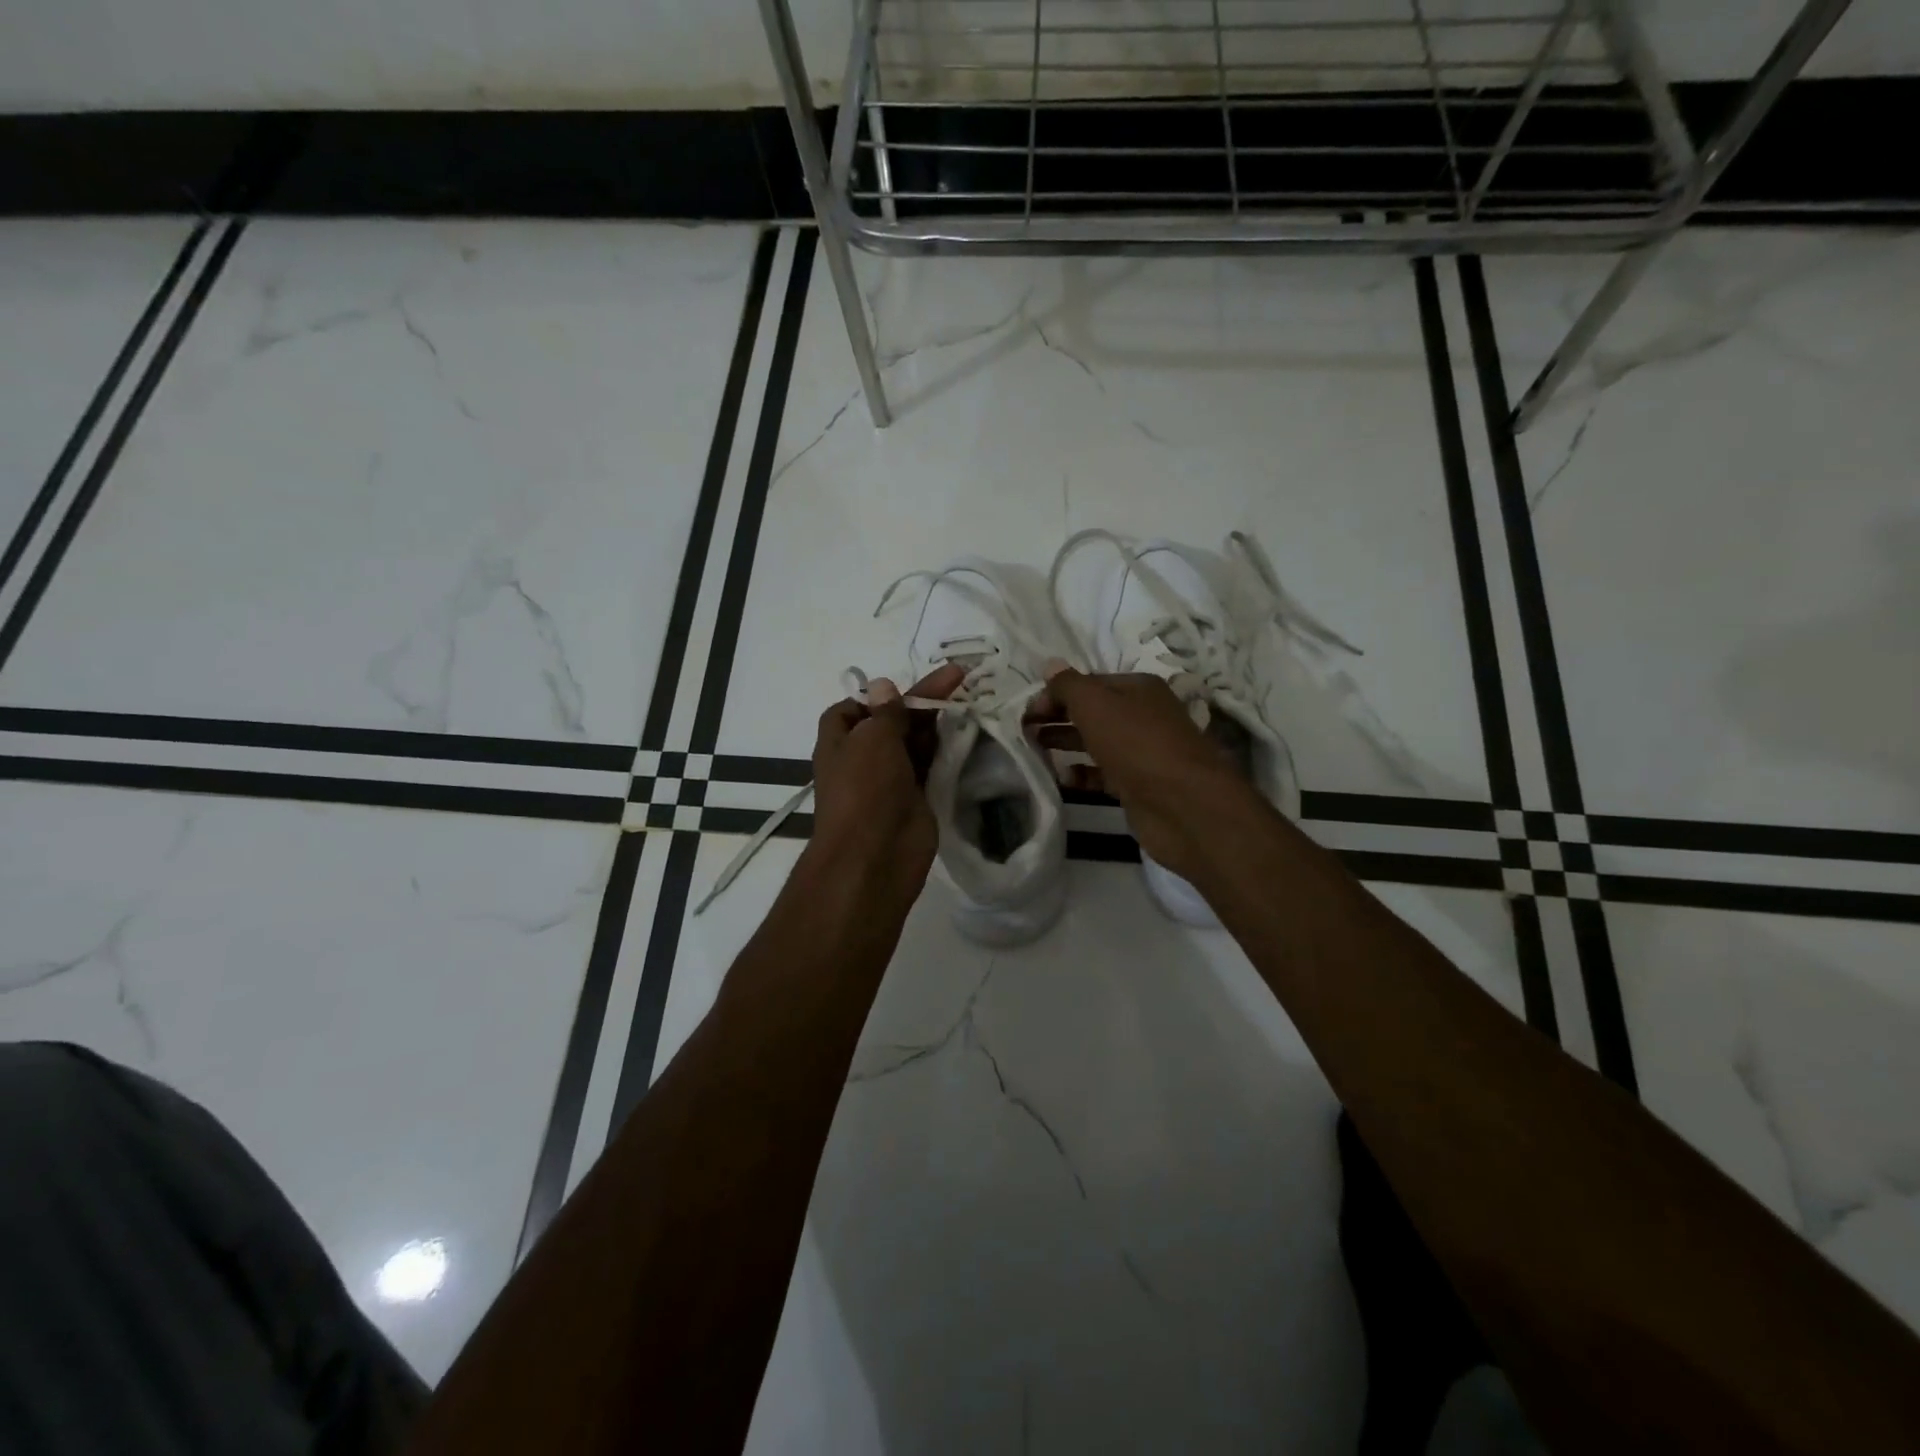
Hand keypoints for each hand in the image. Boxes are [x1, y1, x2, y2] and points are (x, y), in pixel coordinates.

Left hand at [808, 663, 964, 894]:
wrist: (875, 855)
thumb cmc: (865, 788)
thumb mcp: (873, 738)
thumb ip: (886, 712)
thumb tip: (883, 685)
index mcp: (840, 740)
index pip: (854, 708)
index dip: (878, 695)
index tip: (906, 686)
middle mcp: (863, 757)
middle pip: (893, 721)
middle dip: (921, 701)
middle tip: (959, 679)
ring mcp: (890, 779)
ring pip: (915, 743)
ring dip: (938, 725)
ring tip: (971, 700)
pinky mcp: (916, 797)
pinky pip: (931, 766)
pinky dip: (947, 751)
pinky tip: (969, 733)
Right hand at [1034, 666, 1260, 883]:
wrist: (1184, 805)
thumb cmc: (1137, 744)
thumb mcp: (1096, 705)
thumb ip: (1069, 686)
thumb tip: (1050, 665)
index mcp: (1137, 688)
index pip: (1088, 683)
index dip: (1055, 693)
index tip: (1026, 711)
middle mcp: (1142, 715)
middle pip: (1092, 711)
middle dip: (1057, 717)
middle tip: (1023, 729)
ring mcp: (1142, 752)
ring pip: (1095, 742)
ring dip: (1065, 743)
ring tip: (1034, 749)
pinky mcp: (1138, 785)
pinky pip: (1103, 774)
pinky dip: (1082, 774)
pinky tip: (1062, 778)